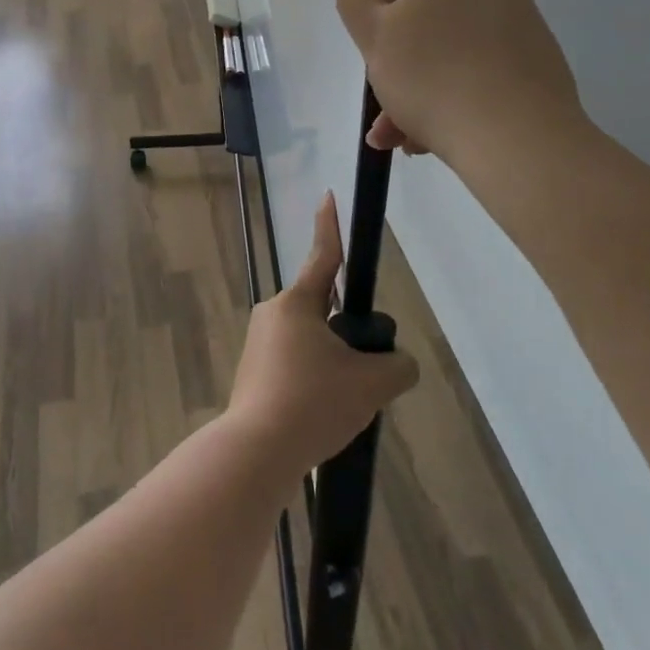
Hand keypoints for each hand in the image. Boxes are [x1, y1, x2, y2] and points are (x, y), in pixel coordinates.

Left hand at [226, 195, 419, 477]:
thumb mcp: (371, 384)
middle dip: (347, 333)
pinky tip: (322, 414)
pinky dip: (314, 380)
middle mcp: (273, 313)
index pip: (323, 256)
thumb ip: (396, 367)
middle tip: (365, 371)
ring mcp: (258, 344)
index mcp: (298, 303)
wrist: (256, 452)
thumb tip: (396, 364)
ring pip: (310, 341)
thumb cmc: (312, 403)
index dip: (330, 226)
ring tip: (343, 404)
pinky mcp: (253, 372)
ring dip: (332, 362)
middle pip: (323, 310)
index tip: (328, 197)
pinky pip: (295, 364)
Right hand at [337, 0, 583, 162]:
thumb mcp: (372, 33)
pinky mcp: (538, 59)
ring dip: (419, 86)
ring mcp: (522, 19)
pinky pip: (480, 68)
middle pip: (429, 8)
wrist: (518, 139)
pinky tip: (432, 139)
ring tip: (400, 137)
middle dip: (398, 56)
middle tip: (381, 100)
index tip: (376, 36)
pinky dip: (454, 94)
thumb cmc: (433, 76)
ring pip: (451, 45)